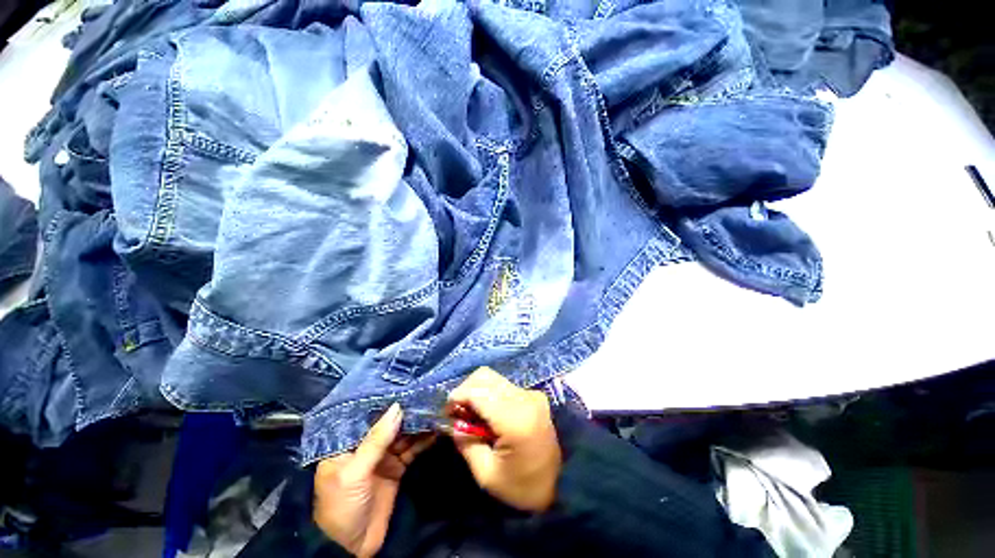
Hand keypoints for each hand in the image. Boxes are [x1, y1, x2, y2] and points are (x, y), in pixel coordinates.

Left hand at [313, 403, 434, 556]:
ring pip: (403, 434)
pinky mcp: (397, 468)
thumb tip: (397, 407)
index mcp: (347, 444)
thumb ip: (376, 440)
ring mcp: (383, 457)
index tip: (406, 386)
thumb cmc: (342, 506)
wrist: (351, 549)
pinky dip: (423, 441)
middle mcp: (366, 446)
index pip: (367, 416)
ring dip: (418, 424)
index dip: (386, 402)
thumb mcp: (354, 473)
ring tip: (435, 408)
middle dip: (407, 411)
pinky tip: (435, 430)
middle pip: (389, 424)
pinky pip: (412, 450)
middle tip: (426, 395)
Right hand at [447, 367, 561, 511]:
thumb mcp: (487, 475)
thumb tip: (454, 421)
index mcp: (515, 419)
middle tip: (458, 412)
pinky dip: (489, 393)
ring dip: (477, 390)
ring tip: (472, 413)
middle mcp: (525, 398)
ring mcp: (531, 394)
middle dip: (466, 390)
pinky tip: (488, 413)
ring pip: (494, 378)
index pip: (478, 392)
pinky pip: (504, 385)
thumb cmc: (523, 486)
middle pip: (486, 376)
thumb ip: (466, 443)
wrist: (562, 484)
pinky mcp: (534, 395)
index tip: (447, 411)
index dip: (458, 396)